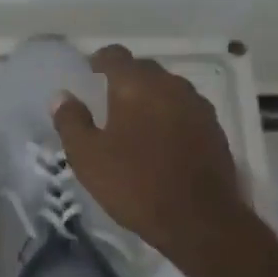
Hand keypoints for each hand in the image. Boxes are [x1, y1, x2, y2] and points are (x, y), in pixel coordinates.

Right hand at [52, 45, 249, 262]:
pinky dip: (171, 116)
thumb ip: (71, 121)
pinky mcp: (215, 130)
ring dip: (151, 97)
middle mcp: (171, 85)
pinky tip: (162, 140)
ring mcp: (198, 106)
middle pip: (144, 69)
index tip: (89, 74)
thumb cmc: (135, 184)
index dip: (99, 60)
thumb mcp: (87, 157)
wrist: (200, 221)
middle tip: (108, 100)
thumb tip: (62, 96)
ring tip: (136, 121)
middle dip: (126, 79)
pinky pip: (186, 110)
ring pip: (168, 89)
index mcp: (136, 84)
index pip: (115, 55)